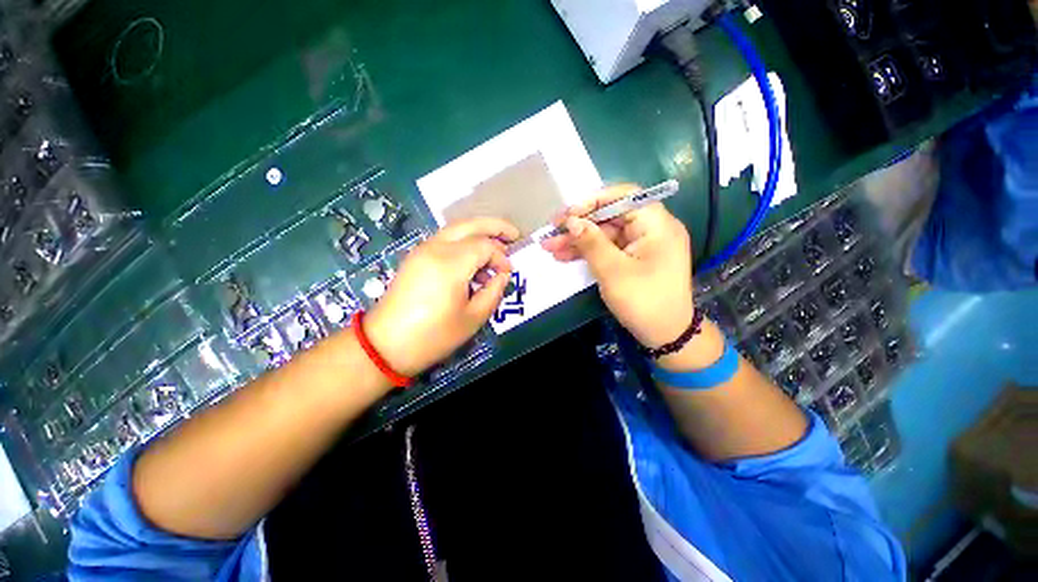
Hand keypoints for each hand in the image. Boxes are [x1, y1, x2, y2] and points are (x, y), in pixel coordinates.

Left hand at [364, 218, 517, 376]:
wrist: (386, 344)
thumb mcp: (473, 318)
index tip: (508, 274)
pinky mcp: (416, 257)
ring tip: (496, 250)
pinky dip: (464, 243)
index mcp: (451, 263)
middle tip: (514, 234)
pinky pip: (446, 240)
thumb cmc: (433, 335)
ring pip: (457, 229)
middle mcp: (436, 248)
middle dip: (496, 226)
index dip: (502, 257)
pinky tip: (473, 264)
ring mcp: (423, 250)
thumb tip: (503, 275)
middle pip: (471, 224)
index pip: (485, 246)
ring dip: (479, 234)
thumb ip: (493, 292)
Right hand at [541, 184, 694, 348]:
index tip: (568, 215)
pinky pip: (609, 249)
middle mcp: (652, 229)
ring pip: (606, 234)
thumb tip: (571, 221)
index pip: (624, 196)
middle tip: (552, 233)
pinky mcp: (635, 259)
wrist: (666, 336)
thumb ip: (591, 243)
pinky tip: (565, 256)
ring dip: (579, 241)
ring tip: (550, 248)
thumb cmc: (643, 301)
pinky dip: (589, 252)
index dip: (593, 202)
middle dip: (579, 226)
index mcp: (656, 224)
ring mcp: (643, 245)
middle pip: (611, 217)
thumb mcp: (612, 271)